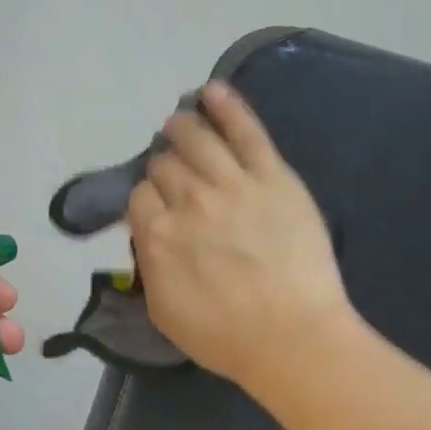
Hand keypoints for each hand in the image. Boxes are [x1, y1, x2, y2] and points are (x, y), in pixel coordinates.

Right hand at [128, 81, 359, 394]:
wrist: (292, 338)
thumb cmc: (223, 336)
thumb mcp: (162, 310)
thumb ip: (149, 265)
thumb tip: (148, 235)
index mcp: (157, 235)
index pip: (138, 196)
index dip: (145, 199)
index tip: (155, 208)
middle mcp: (188, 200)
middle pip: (165, 165)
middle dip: (164, 165)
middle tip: (173, 172)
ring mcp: (232, 184)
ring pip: (197, 139)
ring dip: (182, 127)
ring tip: (180, 122)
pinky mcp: (273, 176)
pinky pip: (246, 131)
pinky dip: (228, 107)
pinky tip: (213, 91)